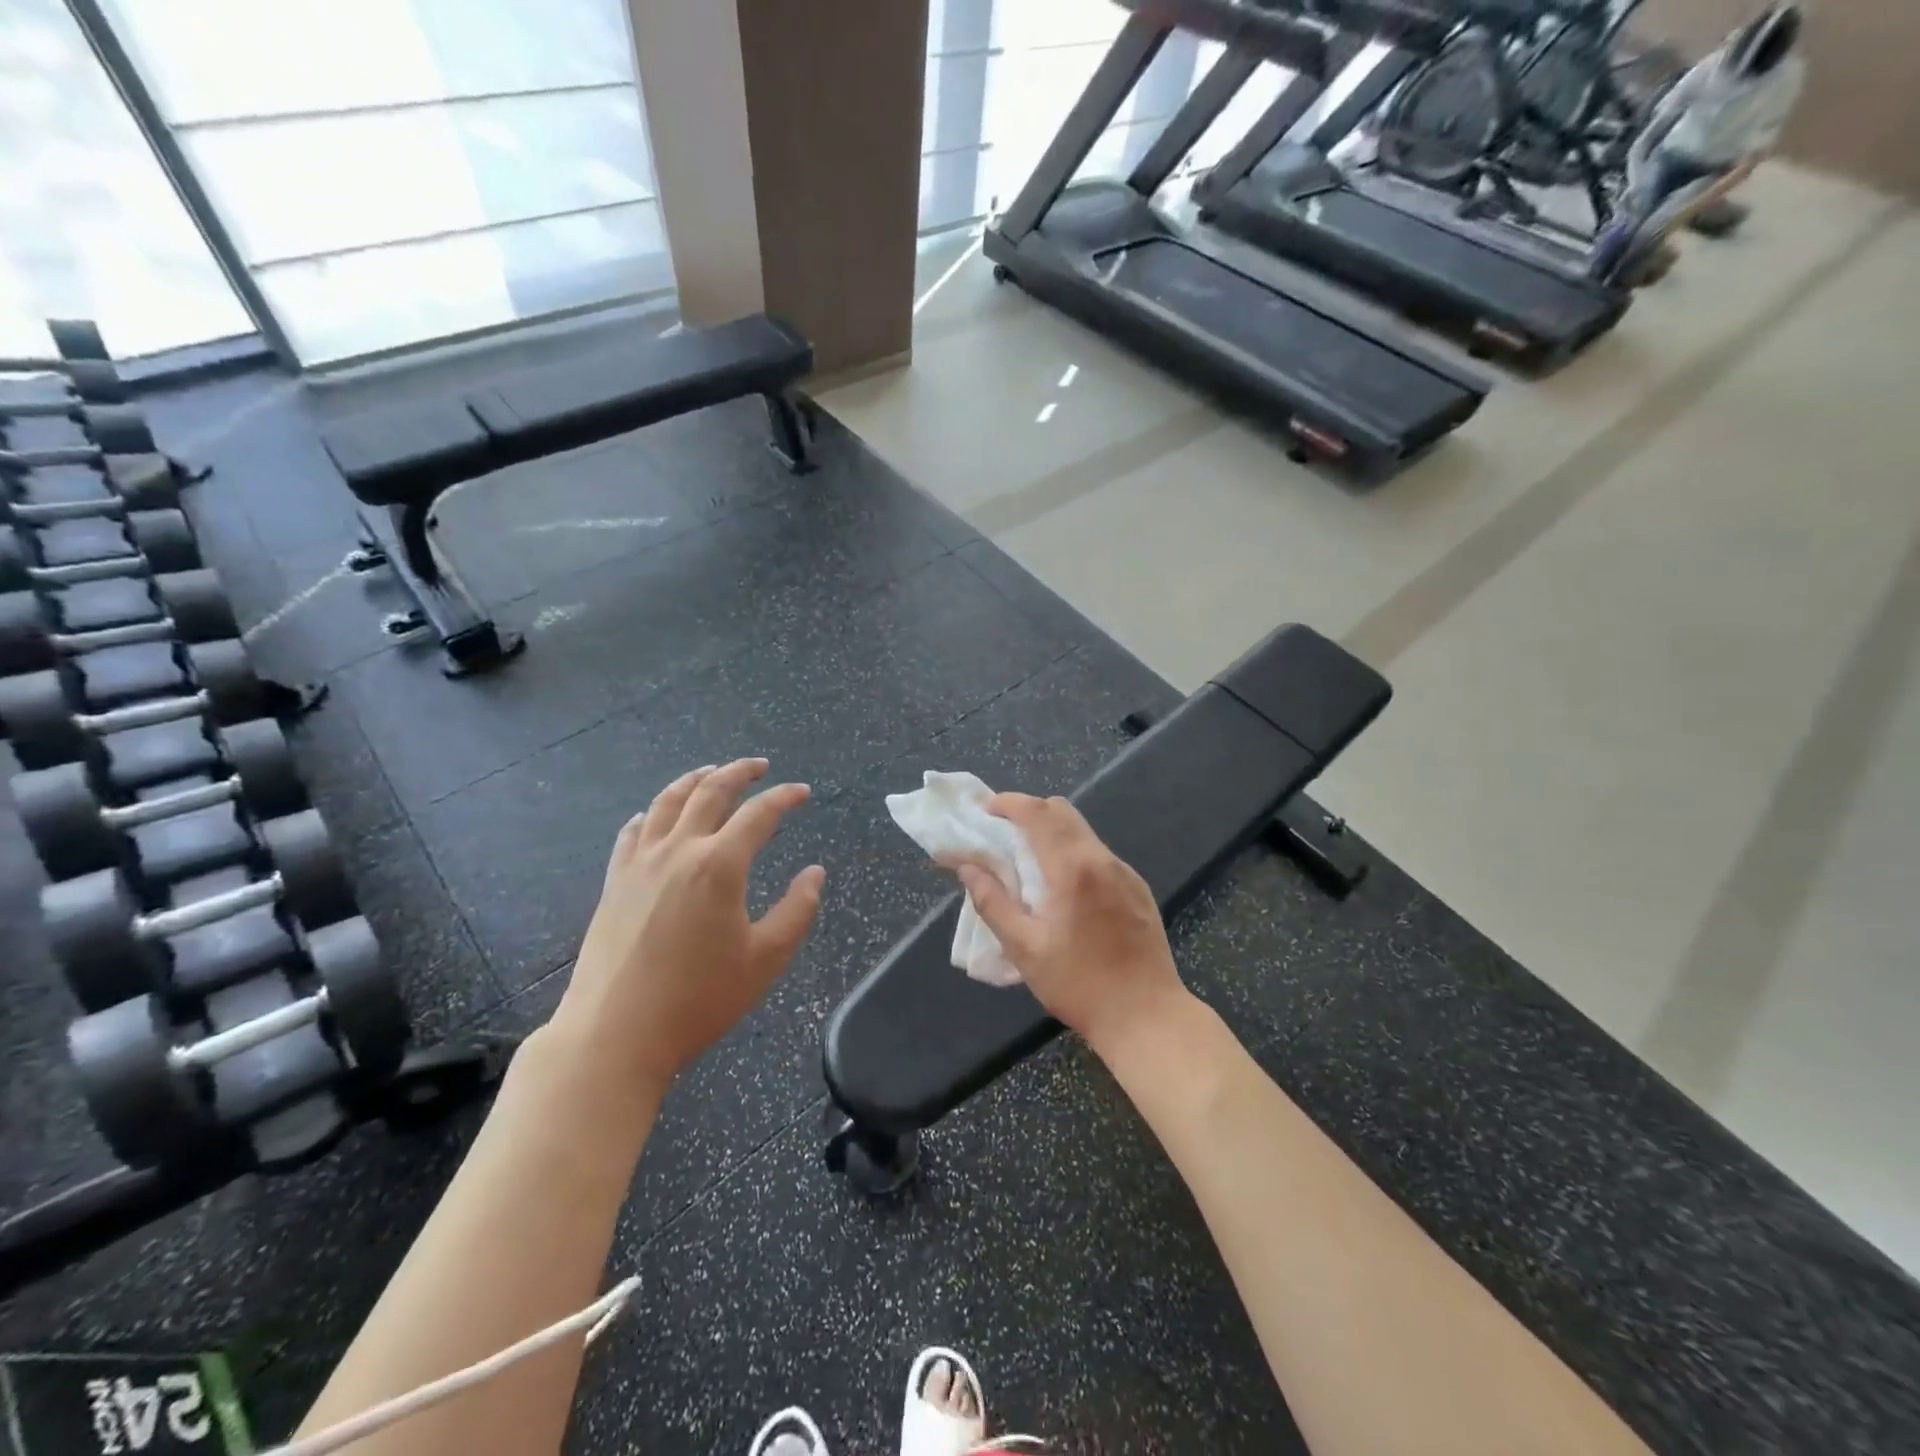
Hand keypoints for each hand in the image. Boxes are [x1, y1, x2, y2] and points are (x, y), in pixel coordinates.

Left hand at [549, 759, 823, 1100]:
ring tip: (711, 771)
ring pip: (667, 802)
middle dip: (739, 772)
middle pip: (710, 792)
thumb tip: (814, 874)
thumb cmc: (699, 999)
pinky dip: (651, 813)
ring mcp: (640, 863)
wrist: (615, 1033)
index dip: (784, 798)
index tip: (802, 792)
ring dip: (694, 779)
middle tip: (760, 766)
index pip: (759, 814)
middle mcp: (679, 850)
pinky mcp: (614, 881)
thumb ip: (797, 911)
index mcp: (720, 865)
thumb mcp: (765, 959)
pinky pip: (633, 831)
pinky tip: (655, 815)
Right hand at [956, 794, 1185, 1057]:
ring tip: (1027, 861)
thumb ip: (992, 902)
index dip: (1008, 803)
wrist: (1147, 1016)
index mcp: (1072, 869)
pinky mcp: (1138, 888)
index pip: (1038, 813)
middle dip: (1028, 812)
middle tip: (1001, 833)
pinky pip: (1098, 854)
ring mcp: (1125, 872)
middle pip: (1062, 811)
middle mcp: (1102, 859)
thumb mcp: (1024, 948)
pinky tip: (1062, 887)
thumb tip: (967, 867)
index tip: (984, 809)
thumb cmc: (1079, 985)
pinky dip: (1073, 852)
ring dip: (1051, 832)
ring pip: (1082, 831)